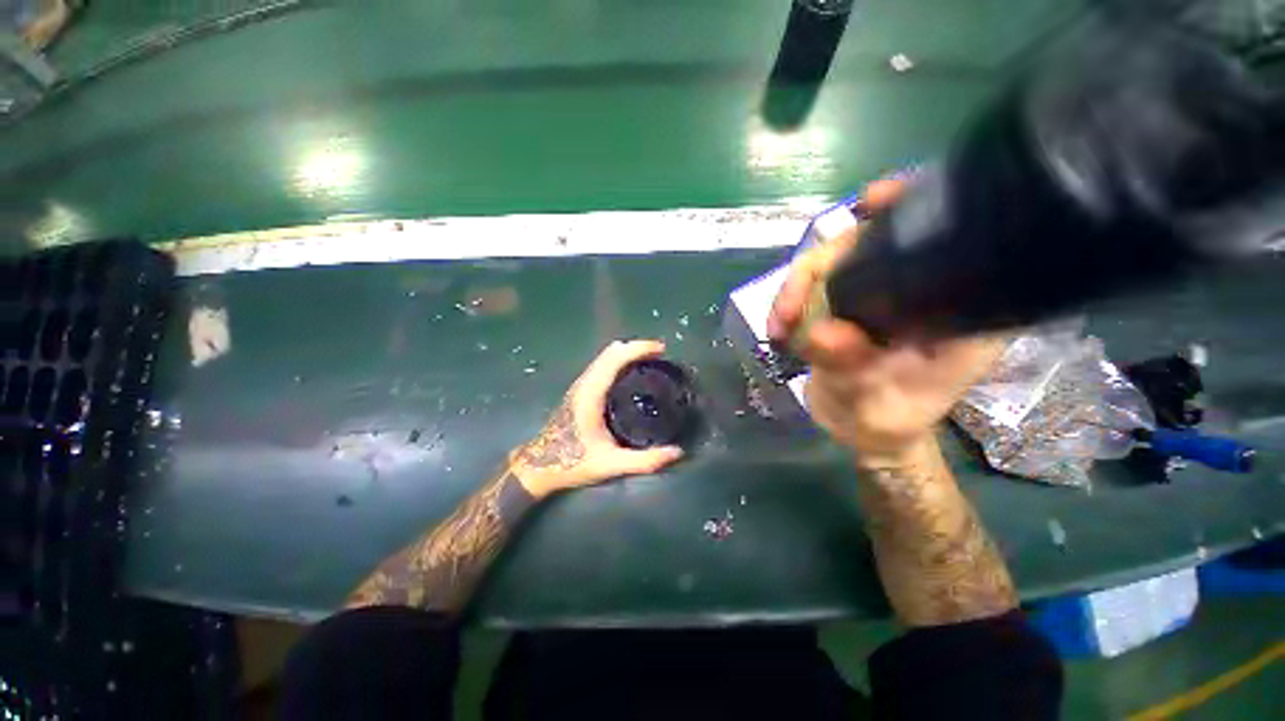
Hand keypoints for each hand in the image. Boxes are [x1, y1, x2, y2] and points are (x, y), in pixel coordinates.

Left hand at [510, 340, 684, 497]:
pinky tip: (632, 372)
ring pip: (605, 356)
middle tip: (661, 356)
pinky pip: (603, 365)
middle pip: (611, 352)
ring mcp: (581, 385)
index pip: (615, 358)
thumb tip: (677, 452)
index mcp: (591, 394)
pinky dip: (620, 360)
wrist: (540, 466)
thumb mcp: (611, 465)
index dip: (639, 348)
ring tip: (651, 360)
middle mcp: (585, 383)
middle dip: (637, 347)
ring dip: (628, 352)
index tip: (661, 350)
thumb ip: (645, 461)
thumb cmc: (573, 463)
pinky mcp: (581, 390)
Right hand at [768, 179, 1005, 465]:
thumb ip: (853, 369)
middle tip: (786, 312)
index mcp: (955, 308)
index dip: (912, 207)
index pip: (944, 240)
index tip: (871, 203)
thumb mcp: (874, 403)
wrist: (863, 429)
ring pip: (830, 264)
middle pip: (867, 245)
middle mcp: (918, 290)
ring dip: (795, 289)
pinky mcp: (845, 303)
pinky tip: (779, 327)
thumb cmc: (887, 421)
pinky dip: (789, 302)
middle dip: (819, 268)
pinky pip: (812, 286)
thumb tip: (823, 333)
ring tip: (778, 327)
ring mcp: (875, 294)